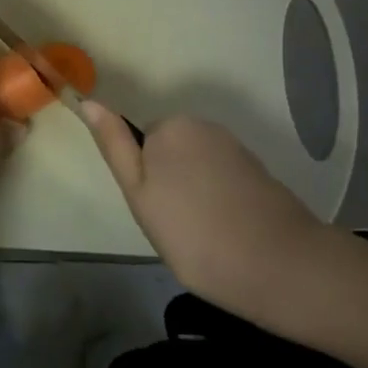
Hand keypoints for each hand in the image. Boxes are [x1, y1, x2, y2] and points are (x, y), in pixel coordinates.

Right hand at [81, 105, 326, 315]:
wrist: (278, 265)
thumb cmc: (194, 234)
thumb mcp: (139, 194)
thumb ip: (115, 145)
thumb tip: (89, 102)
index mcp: (170, 127)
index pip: (141, 146)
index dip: (145, 183)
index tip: (159, 214)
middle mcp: (203, 126)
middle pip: (170, 153)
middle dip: (170, 184)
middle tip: (178, 228)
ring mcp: (235, 147)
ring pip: (197, 168)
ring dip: (196, 194)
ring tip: (206, 235)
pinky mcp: (259, 170)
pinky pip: (223, 180)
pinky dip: (221, 201)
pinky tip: (229, 232)